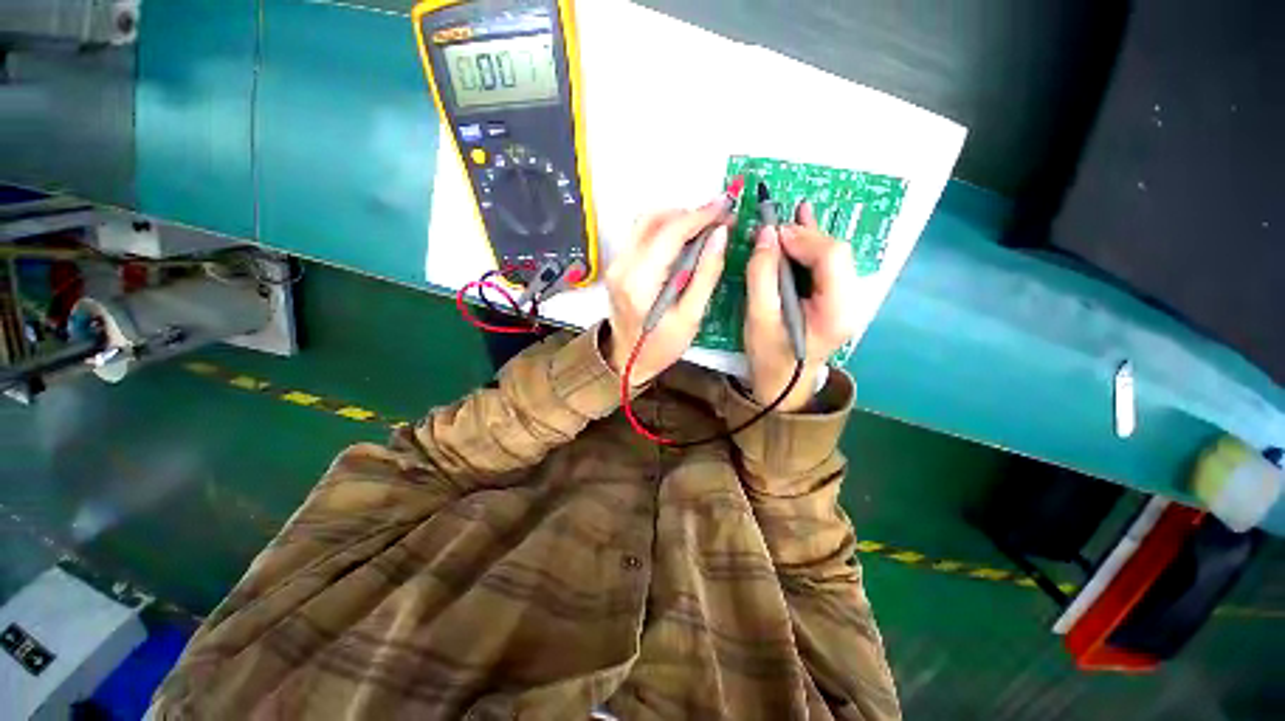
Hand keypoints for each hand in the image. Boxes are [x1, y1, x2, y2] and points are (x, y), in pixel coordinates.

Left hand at [603, 205, 728, 384]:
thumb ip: (706, 274)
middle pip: (653, 219)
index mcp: (640, 283)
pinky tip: (684, 241)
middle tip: (717, 220)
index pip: (669, 233)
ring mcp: (616, 264)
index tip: (725, 207)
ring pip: (645, 223)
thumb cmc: (660, 347)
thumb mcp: (690, 317)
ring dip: (676, 219)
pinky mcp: (618, 266)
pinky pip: (641, 235)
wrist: (626, 360)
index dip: (700, 216)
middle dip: (688, 213)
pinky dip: (665, 230)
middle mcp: (622, 266)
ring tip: (704, 229)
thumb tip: (720, 235)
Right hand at [745, 201, 857, 411]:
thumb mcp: (758, 318)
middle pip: (836, 253)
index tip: (772, 234)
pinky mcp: (835, 297)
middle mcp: (851, 301)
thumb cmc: (768, 357)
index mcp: (836, 311)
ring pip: (833, 255)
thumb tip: (766, 233)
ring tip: (787, 219)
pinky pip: (828, 264)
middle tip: (772, 230)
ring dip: (808, 236)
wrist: (783, 384)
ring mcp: (847, 299)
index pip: (831, 258)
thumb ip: (761, 275)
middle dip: (804, 235)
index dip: (803, 238)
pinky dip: (812, 245)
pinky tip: (804, 223)